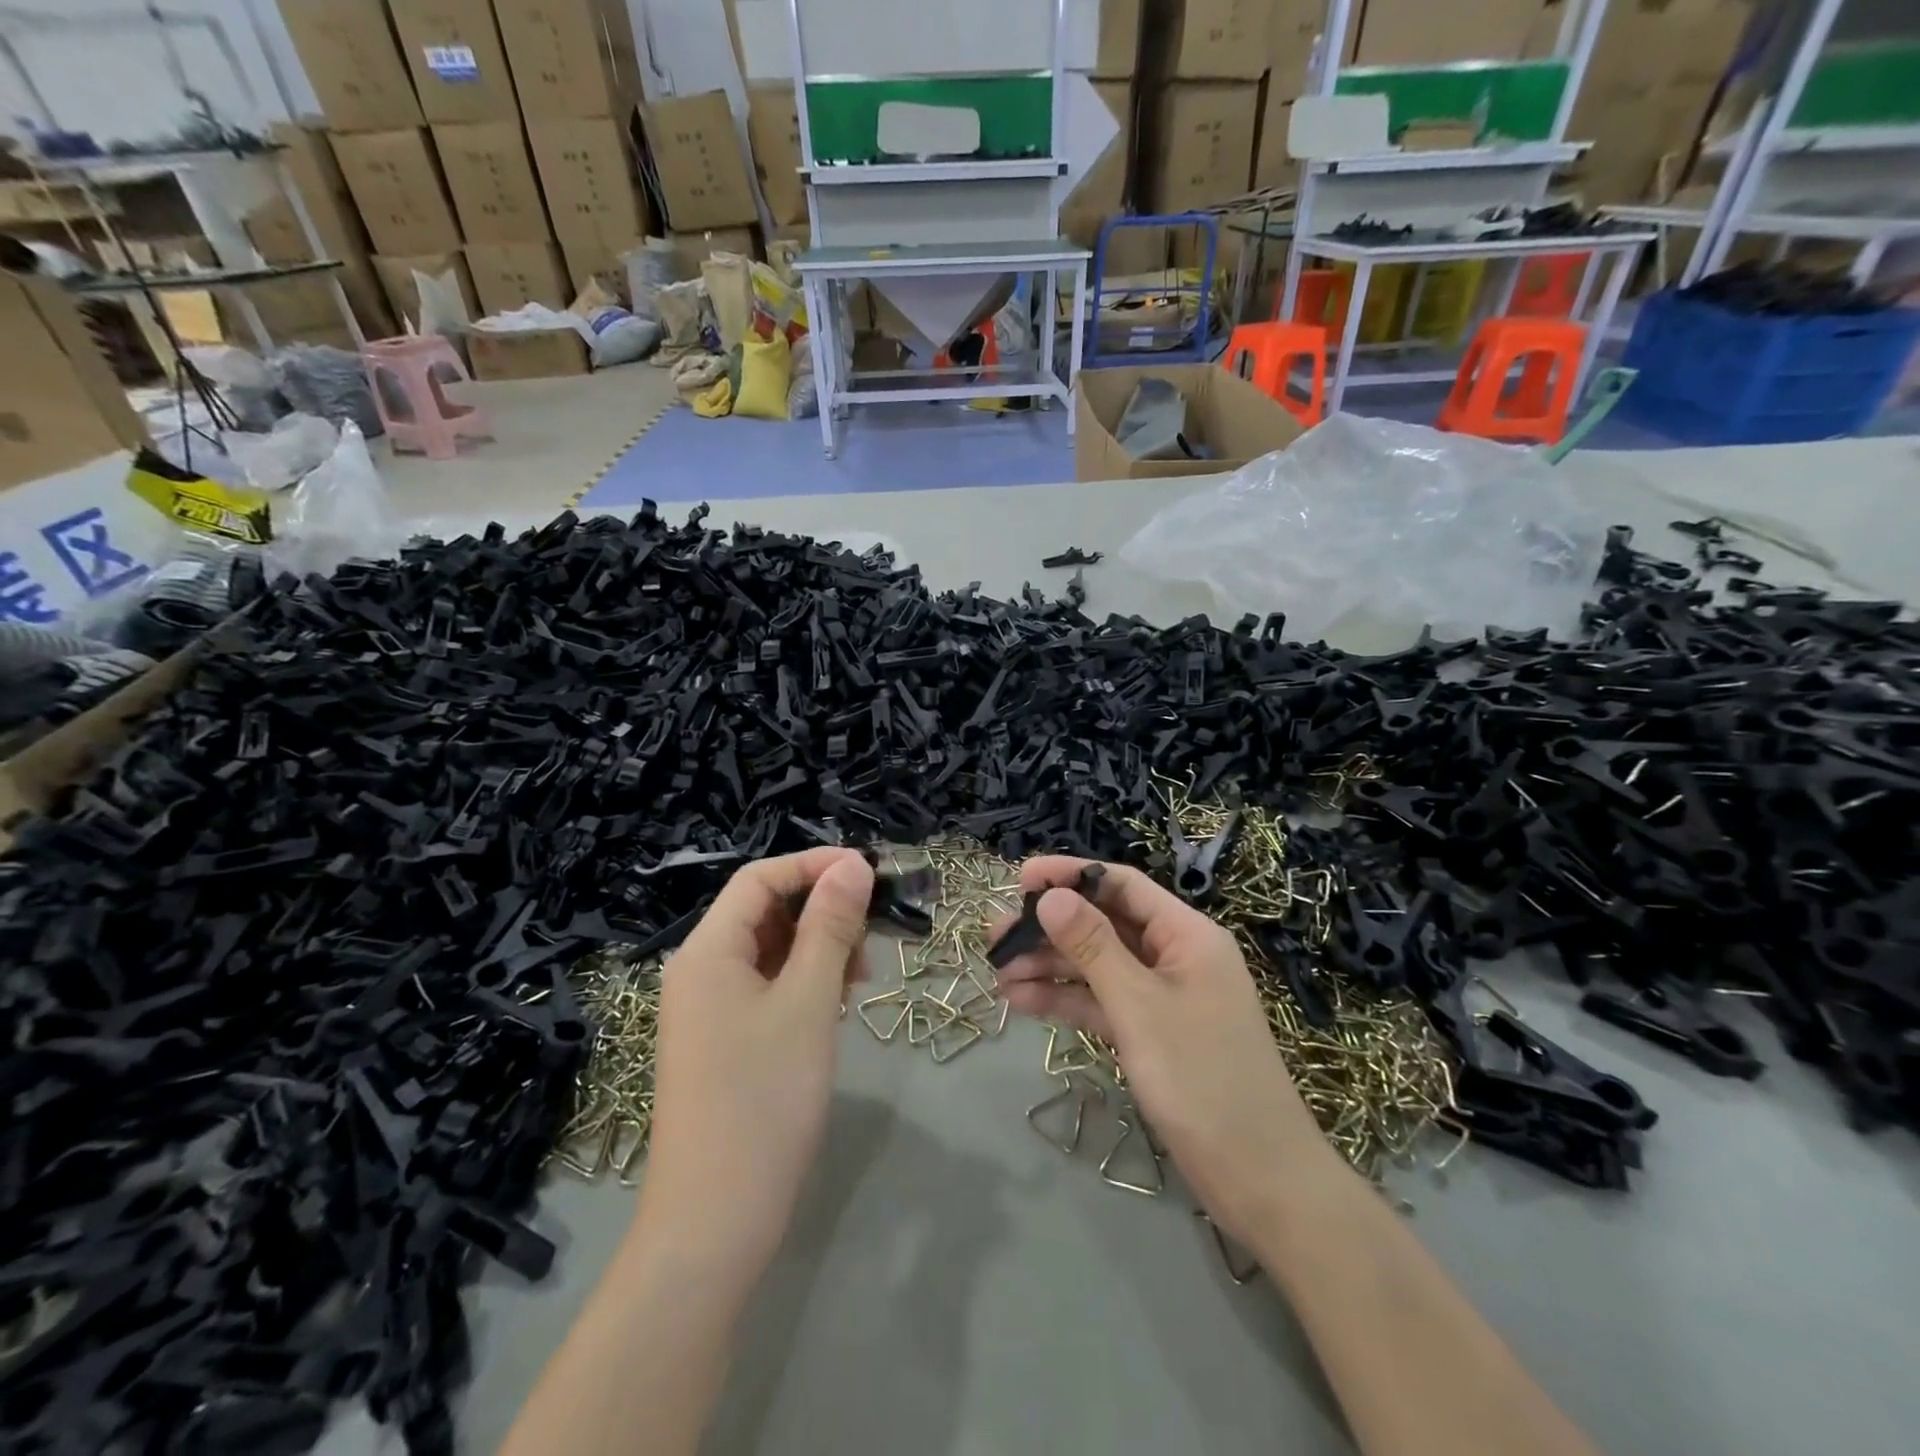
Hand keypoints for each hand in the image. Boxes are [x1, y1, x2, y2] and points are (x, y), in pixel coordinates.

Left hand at [641, 848, 873, 1266]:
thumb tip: (853, 864)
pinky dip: (804, 983)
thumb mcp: (808, 1002)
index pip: (760, 878)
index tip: (870, 872)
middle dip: (821, 910)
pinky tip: (835, 1004)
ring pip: (771, 951)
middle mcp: (700, 970)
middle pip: (765, 912)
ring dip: (818, 948)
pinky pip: (767, 987)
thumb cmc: (764, 1099)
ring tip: (860, 977)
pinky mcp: (723, 1040)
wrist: (715, 1222)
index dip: (814, 865)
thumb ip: (830, 927)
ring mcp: (709, 1009)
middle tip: (873, 935)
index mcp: (707, 951)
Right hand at [994, 857, 1331, 1243]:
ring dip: (1049, 967)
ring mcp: (1161, 997)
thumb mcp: (1140, 1006)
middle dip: (1050, 928)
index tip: (1020, 879)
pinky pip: (1101, 1003)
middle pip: (1103, 925)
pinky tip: (1022, 1001)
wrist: (1259, 1181)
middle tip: (994, 935)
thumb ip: (1093, 946)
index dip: (1071, 876)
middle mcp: (1174, 956)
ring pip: (1097, 966)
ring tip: (997, 972)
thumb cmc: (1203, 1080)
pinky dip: (1065, 1001)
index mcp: (1186, 935)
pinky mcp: (1150, 1033)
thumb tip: (1050, 896)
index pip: (1122, 886)